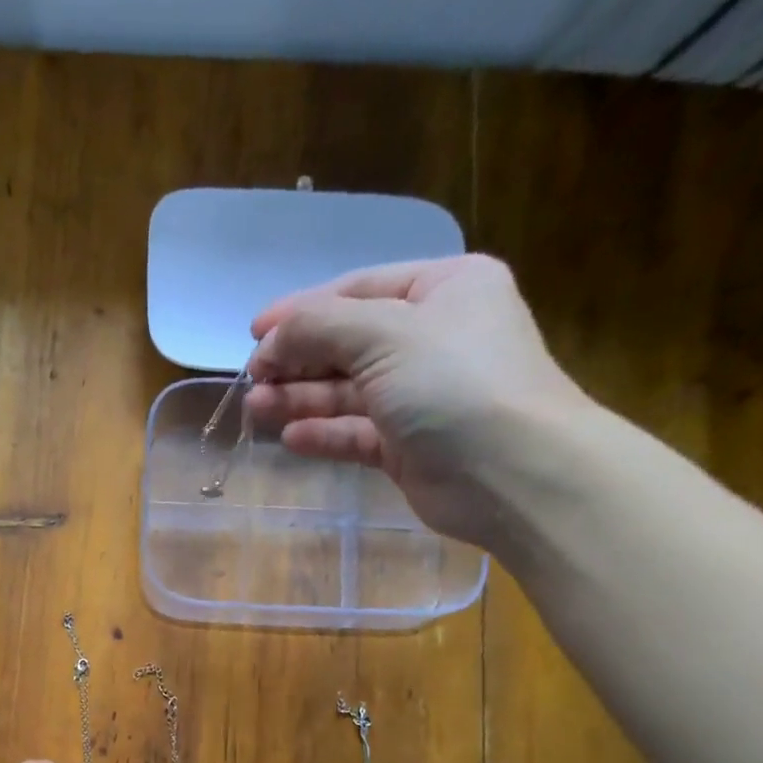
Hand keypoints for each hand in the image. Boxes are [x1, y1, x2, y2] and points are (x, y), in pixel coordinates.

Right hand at [245, 255, 590, 546]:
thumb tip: (271, 336)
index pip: (358, 290)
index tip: (253, 333)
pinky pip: (356, 433)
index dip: (302, 310)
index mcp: (443, 290)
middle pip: (348, 342)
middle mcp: (432, 338)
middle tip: (252, 378)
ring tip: (256, 407)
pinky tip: (290, 438)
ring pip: (347, 391)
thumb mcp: (385, 335)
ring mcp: (420, 396)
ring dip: (301, 397)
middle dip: (297, 359)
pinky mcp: (408, 446)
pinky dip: (324, 433)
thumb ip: (321, 327)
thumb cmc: (454, 383)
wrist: (511, 473)